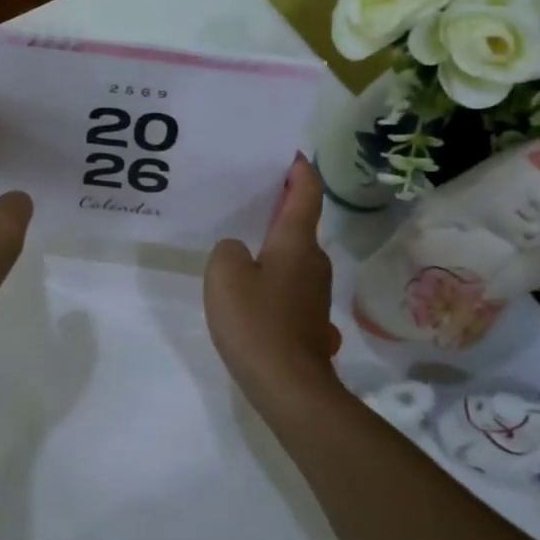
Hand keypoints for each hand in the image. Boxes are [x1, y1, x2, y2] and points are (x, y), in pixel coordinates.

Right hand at [203, 156, 342, 415]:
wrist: (289, 386)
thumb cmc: (256, 322)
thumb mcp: (224, 276)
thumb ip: (226, 251)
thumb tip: (239, 253)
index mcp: (296, 243)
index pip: (306, 192)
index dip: (299, 169)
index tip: (289, 153)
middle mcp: (313, 262)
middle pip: (299, 225)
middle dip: (279, 209)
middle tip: (248, 198)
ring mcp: (315, 294)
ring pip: (294, 258)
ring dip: (274, 247)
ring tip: (242, 245)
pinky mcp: (310, 321)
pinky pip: (290, 288)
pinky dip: (274, 281)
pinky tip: (252, 297)